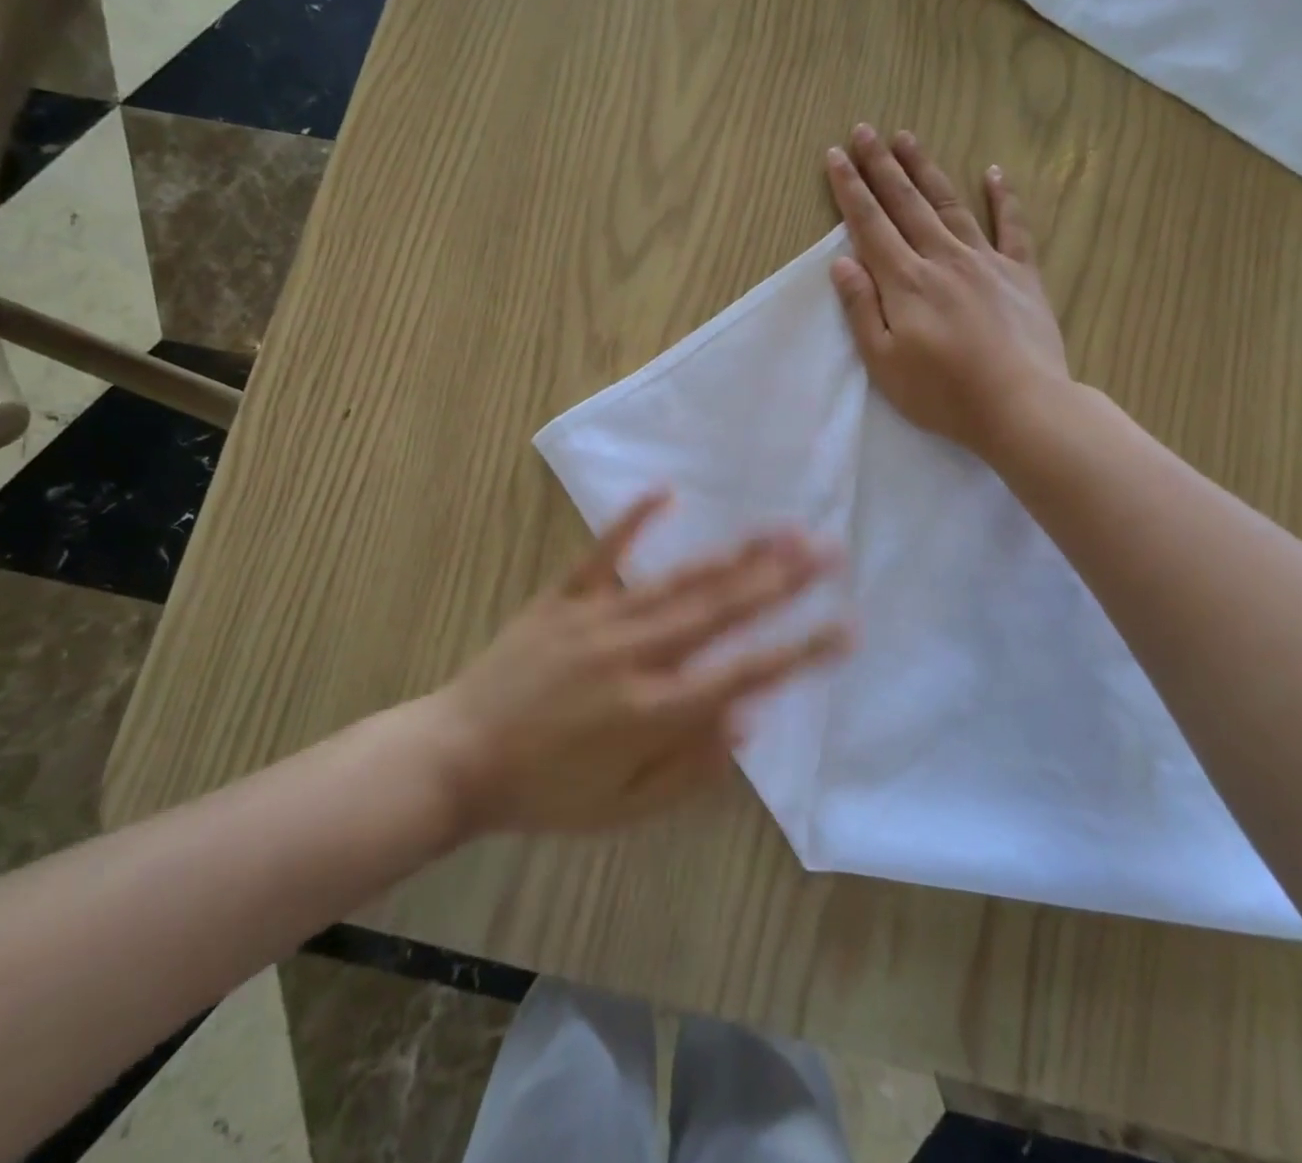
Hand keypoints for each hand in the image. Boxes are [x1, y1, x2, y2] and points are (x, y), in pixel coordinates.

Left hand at [427, 493, 848, 833]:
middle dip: (783, 579)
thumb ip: (691, 767)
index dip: (801, 649)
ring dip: (735, 553)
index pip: (745, 674)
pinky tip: (668, 491)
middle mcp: (635, 656)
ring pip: (679, 580)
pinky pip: (603, 554)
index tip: (847, 625)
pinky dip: (635, 521)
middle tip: (829, 547)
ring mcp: (597, 620)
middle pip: (722, 610)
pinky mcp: (561, 599)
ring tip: (781, 527)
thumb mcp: (624, 809)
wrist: (454, 761)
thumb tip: (751, 719)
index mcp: (654, 712)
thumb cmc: (545, 794)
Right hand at [824, 124, 1069, 460]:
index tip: (835, 156)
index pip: (870, 225)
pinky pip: (1012, 227)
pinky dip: (1003, 197)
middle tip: (864, 131)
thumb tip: (841, 262)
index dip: (850, 189)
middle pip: (906, 204)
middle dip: (881, 166)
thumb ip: (862, 309)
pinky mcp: (1021, 274)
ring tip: (907, 137)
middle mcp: (942, 259)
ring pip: (949, 204)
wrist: (1020, 405)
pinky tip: (993, 172)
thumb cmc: (942, 393)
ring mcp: (986, 262)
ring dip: (926, 169)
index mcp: (906, 282)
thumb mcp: (884, 362)